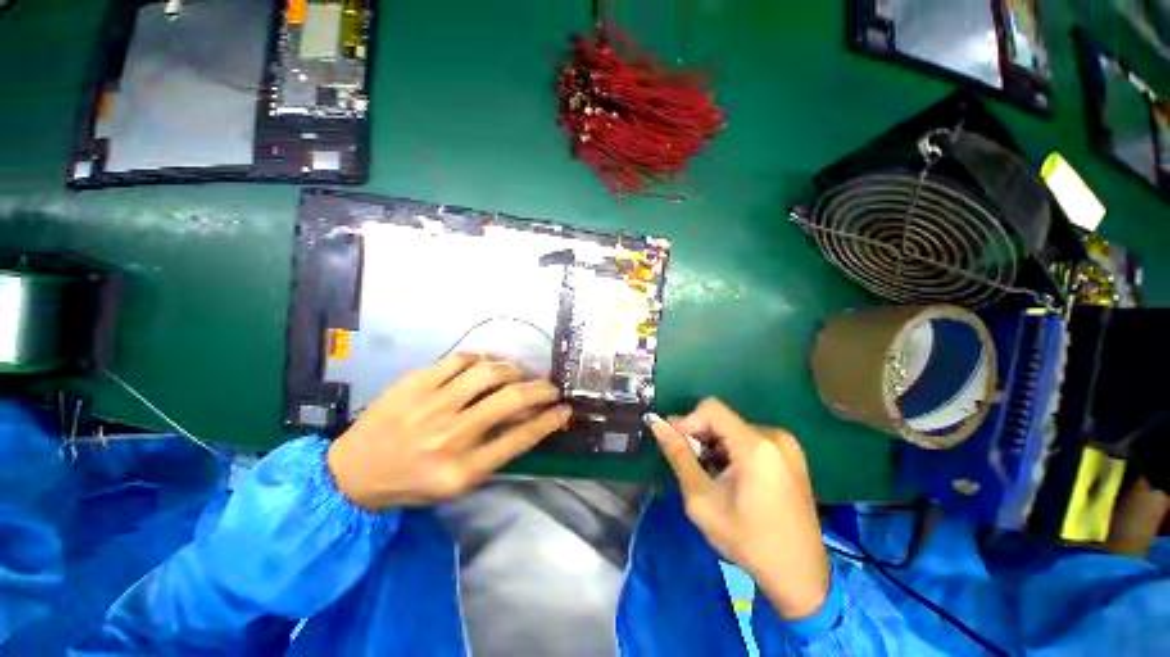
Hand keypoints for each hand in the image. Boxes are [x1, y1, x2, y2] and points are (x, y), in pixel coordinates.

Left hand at [327, 354, 571, 509]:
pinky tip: (484, 366)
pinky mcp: (415, 382)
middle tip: (550, 386)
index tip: (565, 409)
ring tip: (517, 374)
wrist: (353, 472)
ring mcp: (431, 405)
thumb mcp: (458, 482)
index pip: (521, 438)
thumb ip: (496, 450)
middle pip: (511, 400)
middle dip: (541, 389)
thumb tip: (528, 418)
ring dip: (513, 370)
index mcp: (462, 470)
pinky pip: (460, 360)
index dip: (549, 420)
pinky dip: (481, 360)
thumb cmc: (412, 483)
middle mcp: (450, 435)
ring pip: (489, 372)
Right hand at [647, 398, 829, 618]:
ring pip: (734, 429)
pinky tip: (730, 476)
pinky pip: (750, 438)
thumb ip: (678, 456)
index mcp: (756, 446)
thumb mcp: (702, 499)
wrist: (799, 575)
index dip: (687, 421)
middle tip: (690, 464)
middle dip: (700, 436)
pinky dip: (732, 450)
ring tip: (710, 474)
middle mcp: (775, 436)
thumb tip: (656, 424)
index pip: (710, 409)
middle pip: (722, 419)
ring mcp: (787, 445)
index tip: (674, 444)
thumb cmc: (747, 540)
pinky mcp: (791, 455)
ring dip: (715, 444)